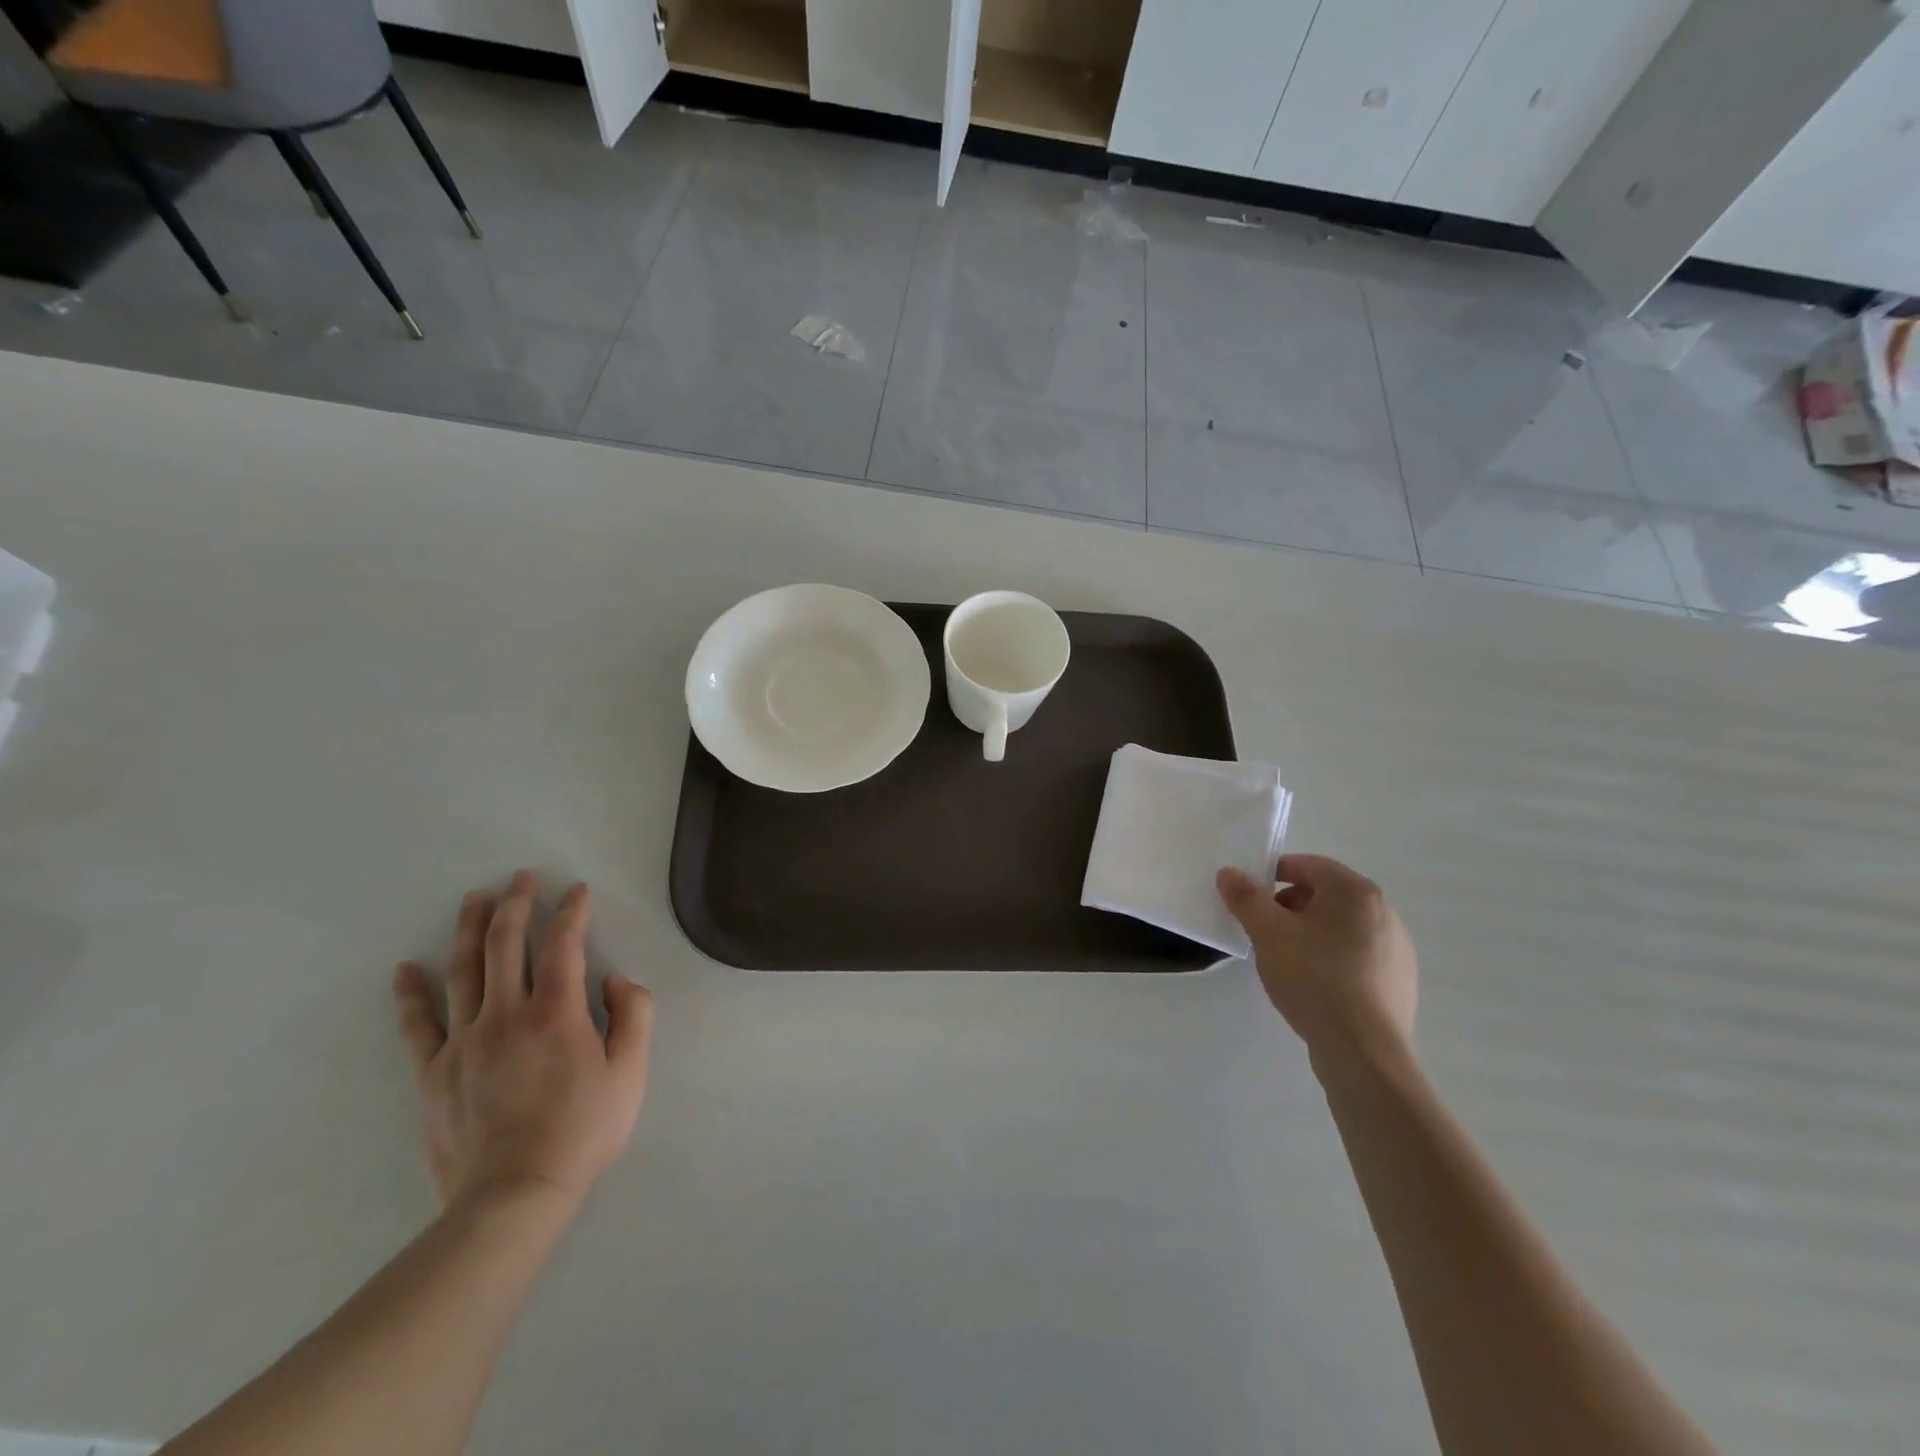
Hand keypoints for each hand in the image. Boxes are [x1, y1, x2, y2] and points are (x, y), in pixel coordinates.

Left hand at [393, 871, 654, 1210]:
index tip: (577, 890)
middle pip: (507, 944)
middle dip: (516, 904)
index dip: (571, 911)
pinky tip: (407, 968)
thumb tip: (614, 979)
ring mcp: (464, 1041)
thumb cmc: (582, 1130)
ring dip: (471, 929)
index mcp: (557, 1012)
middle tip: (521, 878)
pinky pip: (418, 1024)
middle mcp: (507, 1014)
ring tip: (475, 899)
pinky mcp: (434, 1071)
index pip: (564, 945)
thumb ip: (634, 1015)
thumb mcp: (631, 1072)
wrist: (514, 1195)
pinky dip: (411, 993)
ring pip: (464, 971)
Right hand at [1217, 854, 1417, 1070]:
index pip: (1309, 865)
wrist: (1362, 1050)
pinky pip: (1356, 956)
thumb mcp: (1268, 933)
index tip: (1251, 895)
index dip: (1275, 874)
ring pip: (1341, 927)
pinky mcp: (1398, 982)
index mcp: (1356, 892)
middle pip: (1326, 895)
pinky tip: (1313, 984)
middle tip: (1263, 928)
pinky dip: (1331, 958)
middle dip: (1290, 905)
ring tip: (1285, 958)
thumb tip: (1229, 873)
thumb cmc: (1314, 978)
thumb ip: (1246, 898)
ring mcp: (1397, 950)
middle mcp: (1384, 913)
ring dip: (1310, 932)